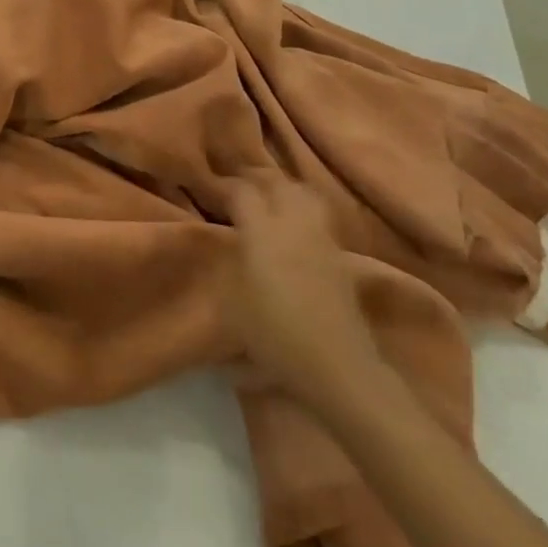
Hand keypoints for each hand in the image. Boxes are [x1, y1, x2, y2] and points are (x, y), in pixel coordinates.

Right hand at [228, 177, 386, 417]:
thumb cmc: (274, 333)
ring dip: (282, 190)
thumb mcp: (231, 299)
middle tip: (236, 187)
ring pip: (304, 194)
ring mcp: (322, 239)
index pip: (242, 191)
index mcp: (263, 231)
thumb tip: (229, 242)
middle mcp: (294, 225)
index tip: (207, 190)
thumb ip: (229, 261)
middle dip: (255, 179)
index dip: (223, 186)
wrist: (337, 367)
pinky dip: (301, 210)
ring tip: (266, 199)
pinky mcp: (340, 258)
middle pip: (277, 183)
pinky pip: (318, 216)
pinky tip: (290, 226)